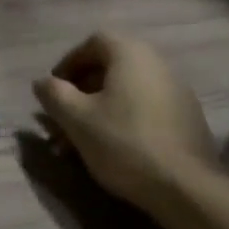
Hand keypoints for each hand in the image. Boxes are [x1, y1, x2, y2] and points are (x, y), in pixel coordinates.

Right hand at [31, 32, 216, 215]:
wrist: (185, 187)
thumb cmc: (123, 142)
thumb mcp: (76, 118)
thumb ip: (54, 94)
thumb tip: (42, 82)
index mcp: (131, 54)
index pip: (94, 41)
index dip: (69, 62)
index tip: (55, 88)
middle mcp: (158, 64)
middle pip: (111, 68)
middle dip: (81, 92)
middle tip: (63, 117)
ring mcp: (177, 92)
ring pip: (126, 92)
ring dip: (99, 110)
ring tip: (80, 141)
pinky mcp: (187, 119)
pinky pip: (145, 109)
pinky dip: (123, 120)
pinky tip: (111, 149)